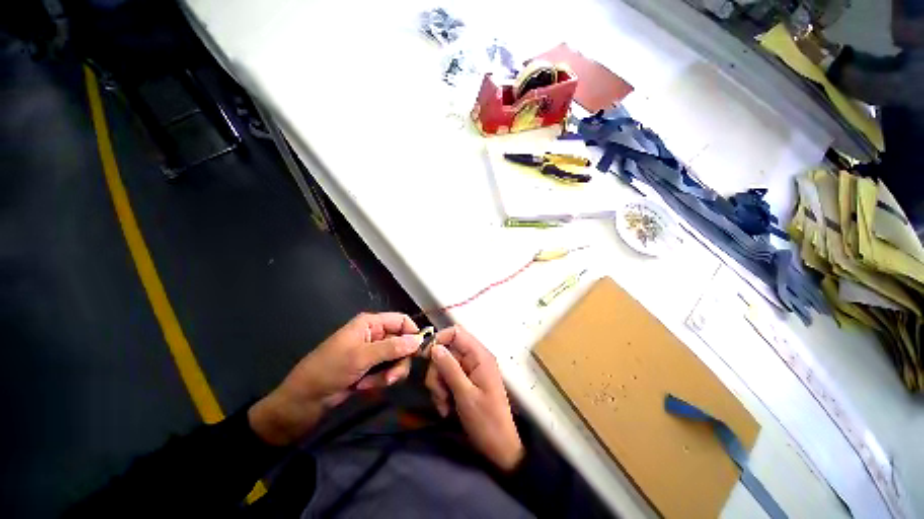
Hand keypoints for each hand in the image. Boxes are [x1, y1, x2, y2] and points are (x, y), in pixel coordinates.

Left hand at [249, 312, 419, 445]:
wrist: (303, 401)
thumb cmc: (329, 370)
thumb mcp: (361, 357)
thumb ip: (392, 347)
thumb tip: (418, 341)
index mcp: (371, 323)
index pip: (402, 321)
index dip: (412, 333)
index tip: (419, 352)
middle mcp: (375, 335)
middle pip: (402, 342)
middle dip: (399, 360)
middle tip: (392, 377)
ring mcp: (373, 353)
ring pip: (397, 359)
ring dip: (389, 373)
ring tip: (372, 384)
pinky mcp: (370, 369)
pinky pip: (387, 371)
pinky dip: (381, 380)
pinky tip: (365, 387)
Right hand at [425, 326, 523, 471]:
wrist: (499, 448)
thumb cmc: (486, 421)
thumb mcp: (465, 394)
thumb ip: (450, 368)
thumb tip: (435, 347)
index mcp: (480, 355)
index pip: (456, 333)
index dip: (439, 340)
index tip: (424, 356)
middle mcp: (475, 358)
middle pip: (446, 351)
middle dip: (437, 372)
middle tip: (438, 393)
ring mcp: (470, 370)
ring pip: (444, 366)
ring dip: (438, 385)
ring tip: (444, 405)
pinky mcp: (466, 381)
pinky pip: (448, 378)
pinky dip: (443, 391)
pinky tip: (446, 408)